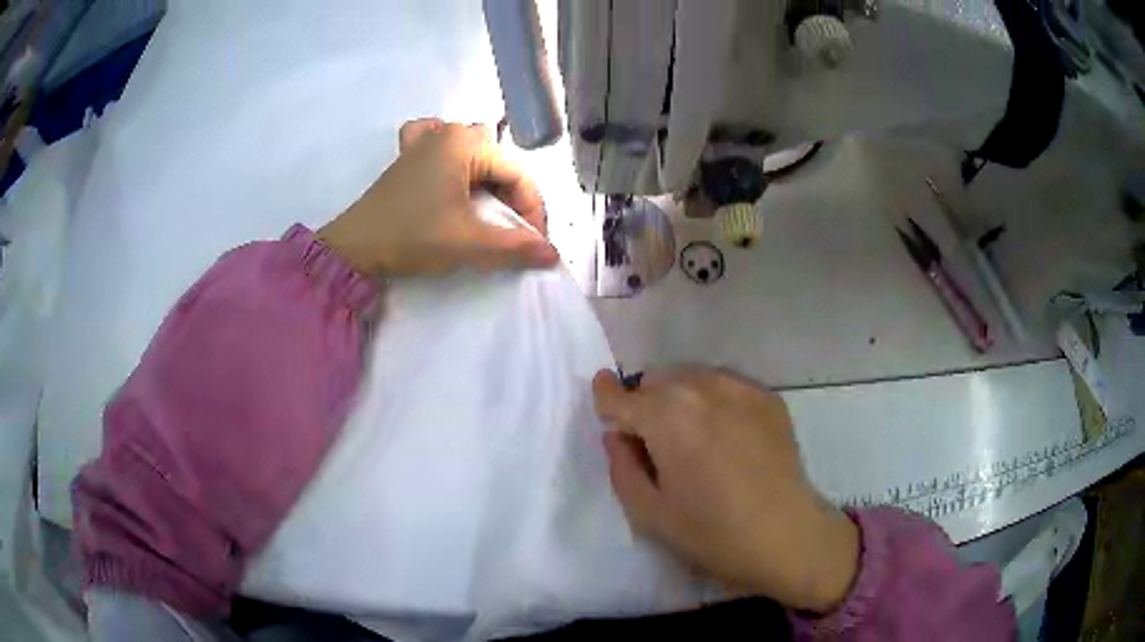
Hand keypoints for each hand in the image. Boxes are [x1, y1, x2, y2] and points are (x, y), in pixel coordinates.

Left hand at [317, 118, 559, 275]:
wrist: (354, 248)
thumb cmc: (412, 236)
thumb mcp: (468, 242)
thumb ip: (515, 247)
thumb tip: (552, 254)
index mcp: (465, 144)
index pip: (518, 174)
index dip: (532, 210)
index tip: (534, 243)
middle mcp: (448, 132)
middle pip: (497, 164)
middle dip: (511, 199)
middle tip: (513, 233)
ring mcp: (424, 141)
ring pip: (473, 154)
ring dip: (487, 181)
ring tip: (488, 211)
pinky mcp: (407, 157)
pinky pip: (439, 146)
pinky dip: (452, 159)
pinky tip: (452, 174)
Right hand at [593, 368, 859, 613]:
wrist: (785, 534)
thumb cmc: (711, 532)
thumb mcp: (649, 512)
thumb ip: (621, 467)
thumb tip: (617, 436)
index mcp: (666, 417)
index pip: (620, 395)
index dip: (606, 400)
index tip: (606, 410)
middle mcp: (700, 388)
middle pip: (655, 381)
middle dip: (644, 404)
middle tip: (655, 444)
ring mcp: (739, 388)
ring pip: (689, 377)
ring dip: (677, 398)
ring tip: (692, 438)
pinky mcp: (766, 396)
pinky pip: (723, 384)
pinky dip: (711, 400)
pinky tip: (725, 435)